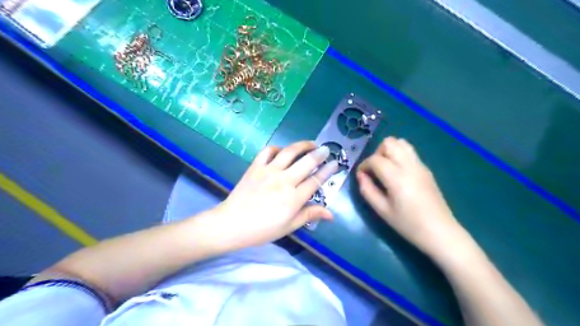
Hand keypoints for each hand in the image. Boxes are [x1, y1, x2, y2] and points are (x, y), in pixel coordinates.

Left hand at [212, 140, 340, 248]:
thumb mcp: (289, 226)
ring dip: (303, 145)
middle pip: (307, 162)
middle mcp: (284, 181)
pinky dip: (277, 148)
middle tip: (327, 149)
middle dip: (320, 154)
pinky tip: (282, 151)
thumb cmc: (263, 229)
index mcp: (294, 198)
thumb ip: (310, 215)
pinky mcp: (255, 167)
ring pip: (290, 152)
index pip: (316, 180)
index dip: (328, 171)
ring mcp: (269, 171)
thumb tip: (331, 214)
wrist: (232, 224)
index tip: (335, 163)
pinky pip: (268, 151)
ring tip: (311, 143)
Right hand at [357, 137, 467, 257]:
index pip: (375, 159)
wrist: (440, 232)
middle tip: (375, 170)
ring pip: (402, 143)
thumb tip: (361, 176)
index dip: (364, 165)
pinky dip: (399, 155)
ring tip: (386, 168)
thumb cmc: (408, 224)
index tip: (361, 176)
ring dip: (389, 151)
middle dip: (377, 153)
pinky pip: (410, 152)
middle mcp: (409, 166)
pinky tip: (398, 173)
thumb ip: (367, 190)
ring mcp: (420, 165)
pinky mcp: (426, 169)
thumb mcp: (382, 211)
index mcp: (397, 177)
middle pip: (389, 143)